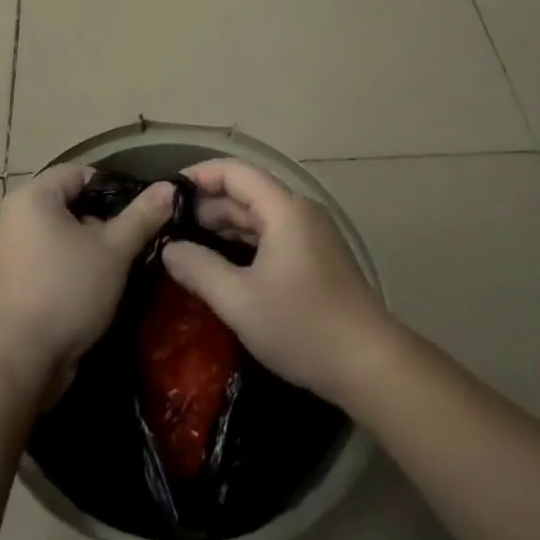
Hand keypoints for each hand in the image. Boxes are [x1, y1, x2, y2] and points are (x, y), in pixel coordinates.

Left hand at [0, 165, 173, 403]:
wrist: (17, 362)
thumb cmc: (66, 291)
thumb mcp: (113, 251)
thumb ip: (142, 216)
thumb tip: (169, 187)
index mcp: (33, 196)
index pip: (81, 173)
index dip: (115, 188)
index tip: (142, 212)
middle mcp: (16, 215)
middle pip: (72, 203)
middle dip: (106, 221)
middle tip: (136, 242)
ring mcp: (12, 250)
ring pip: (63, 235)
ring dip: (93, 247)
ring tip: (122, 266)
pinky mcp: (14, 281)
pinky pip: (51, 259)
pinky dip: (74, 267)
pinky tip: (98, 288)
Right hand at [160, 159, 390, 404]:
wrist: (372, 367)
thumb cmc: (303, 326)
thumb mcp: (239, 301)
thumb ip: (199, 269)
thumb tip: (169, 249)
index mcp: (284, 209)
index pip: (235, 172)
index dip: (200, 175)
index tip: (167, 192)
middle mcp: (299, 213)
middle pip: (247, 192)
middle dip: (207, 204)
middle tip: (169, 224)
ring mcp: (312, 236)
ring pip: (259, 216)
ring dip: (225, 225)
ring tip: (188, 243)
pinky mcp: (317, 260)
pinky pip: (272, 236)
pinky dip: (244, 242)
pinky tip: (222, 264)